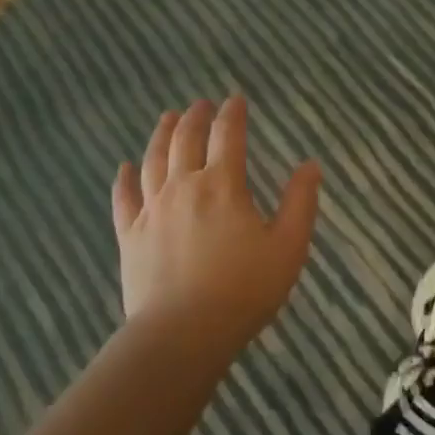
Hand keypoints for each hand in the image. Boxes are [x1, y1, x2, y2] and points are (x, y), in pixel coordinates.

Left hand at [112, 96, 321, 347]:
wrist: (182, 334)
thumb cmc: (244, 290)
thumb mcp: (288, 247)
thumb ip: (300, 202)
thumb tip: (310, 165)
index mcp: (223, 186)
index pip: (227, 136)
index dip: (232, 114)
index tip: (235, 99)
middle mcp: (183, 187)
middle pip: (185, 140)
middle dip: (195, 117)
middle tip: (199, 104)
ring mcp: (152, 210)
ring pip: (153, 161)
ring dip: (161, 135)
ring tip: (167, 118)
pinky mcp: (130, 236)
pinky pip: (124, 198)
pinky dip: (124, 179)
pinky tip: (124, 167)